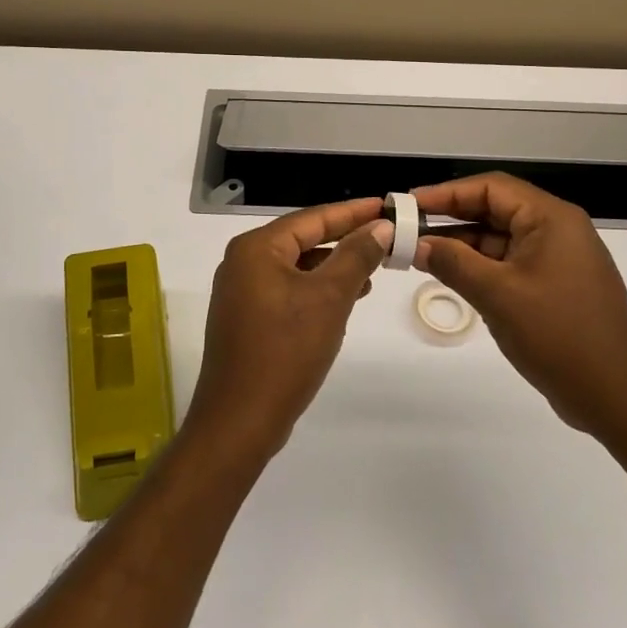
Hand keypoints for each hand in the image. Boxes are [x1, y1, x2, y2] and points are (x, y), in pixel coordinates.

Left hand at [186, 199, 391, 465]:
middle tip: (386, 237)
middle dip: (345, 240)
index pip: (312, 217)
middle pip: (303, 239)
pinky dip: (316, 290)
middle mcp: (243, 262)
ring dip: (334, 267)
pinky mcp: (246, 318)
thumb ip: (355, 257)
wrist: (239, 420)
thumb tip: (379, 227)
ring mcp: (241, 292)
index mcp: (256, 248)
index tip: (387, 207)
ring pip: (297, 267)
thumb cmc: (285, 351)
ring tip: (374, 270)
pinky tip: (345, 299)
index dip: (353, 212)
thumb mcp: (329, 298)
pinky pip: (287, 290)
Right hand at [411, 174, 626, 447]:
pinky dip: (480, 267)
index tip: (409, 205)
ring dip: (462, 245)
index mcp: (551, 219)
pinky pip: (510, 264)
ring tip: (419, 255)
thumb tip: (416, 244)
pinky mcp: (555, 287)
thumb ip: (453, 263)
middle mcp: (557, 230)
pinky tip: (451, 277)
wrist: (617, 396)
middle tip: (408, 230)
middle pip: (495, 210)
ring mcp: (558, 260)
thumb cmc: (558, 335)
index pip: (491, 188)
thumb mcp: (498, 295)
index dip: (446, 193)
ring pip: (500, 239)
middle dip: (451, 218)